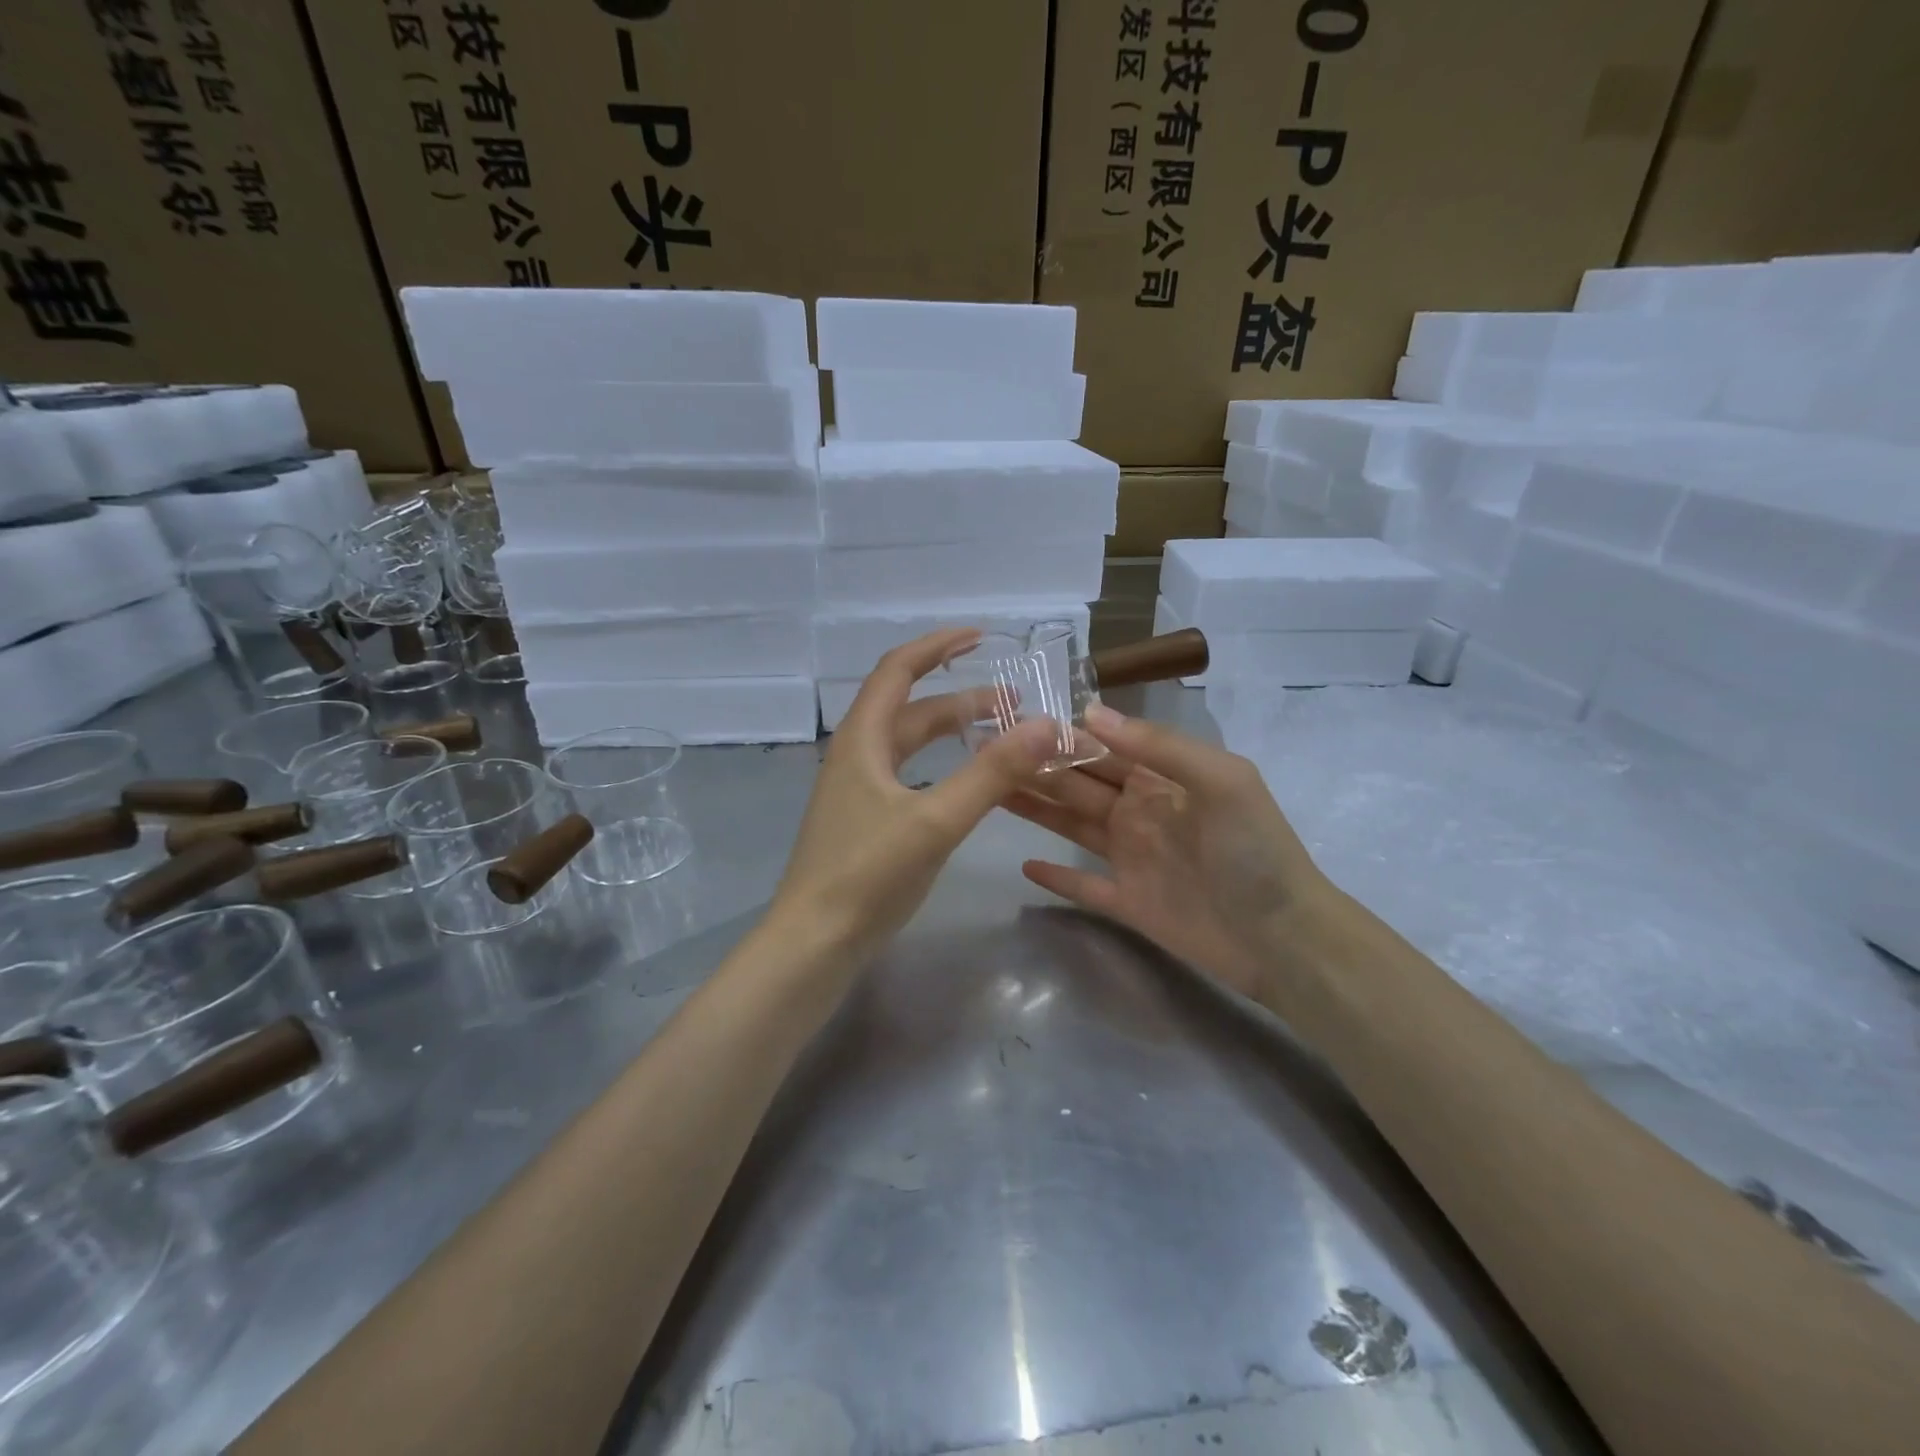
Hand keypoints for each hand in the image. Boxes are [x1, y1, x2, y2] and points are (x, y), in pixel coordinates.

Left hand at [766, 629, 1062, 970]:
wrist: (814, 942)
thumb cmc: (867, 874)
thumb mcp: (935, 820)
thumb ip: (992, 773)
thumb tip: (1047, 725)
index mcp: (862, 740)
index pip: (898, 670)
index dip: (937, 646)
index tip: (980, 636)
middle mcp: (856, 755)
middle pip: (911, 709)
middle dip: (961, 698)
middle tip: (1014, 701)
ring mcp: (858, 790)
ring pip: (910, 745)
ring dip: (952, 733)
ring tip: (1001, 734)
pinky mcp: (865, 821)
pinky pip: (909, 775)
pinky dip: (942, 765)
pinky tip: (967, 784)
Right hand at [1004, 703, 1330, 1002]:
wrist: (1284, 939)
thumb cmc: (1256, 851)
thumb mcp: (1222, 781)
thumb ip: (1160, 746)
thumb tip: (1091, 713)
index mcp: (1162, 779)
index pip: (1102, 748)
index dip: (1061, 735)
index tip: (1013, 721)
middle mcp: (1140, 812)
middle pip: (1078, 784)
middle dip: (1036, 767)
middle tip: (982, 753)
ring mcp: (1131, 858)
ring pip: (1072, 826)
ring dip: (1035, 809)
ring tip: (989, 791)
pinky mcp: (1126, 902)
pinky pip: (1082, 885)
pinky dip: (1055, 877)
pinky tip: (1023, 864)